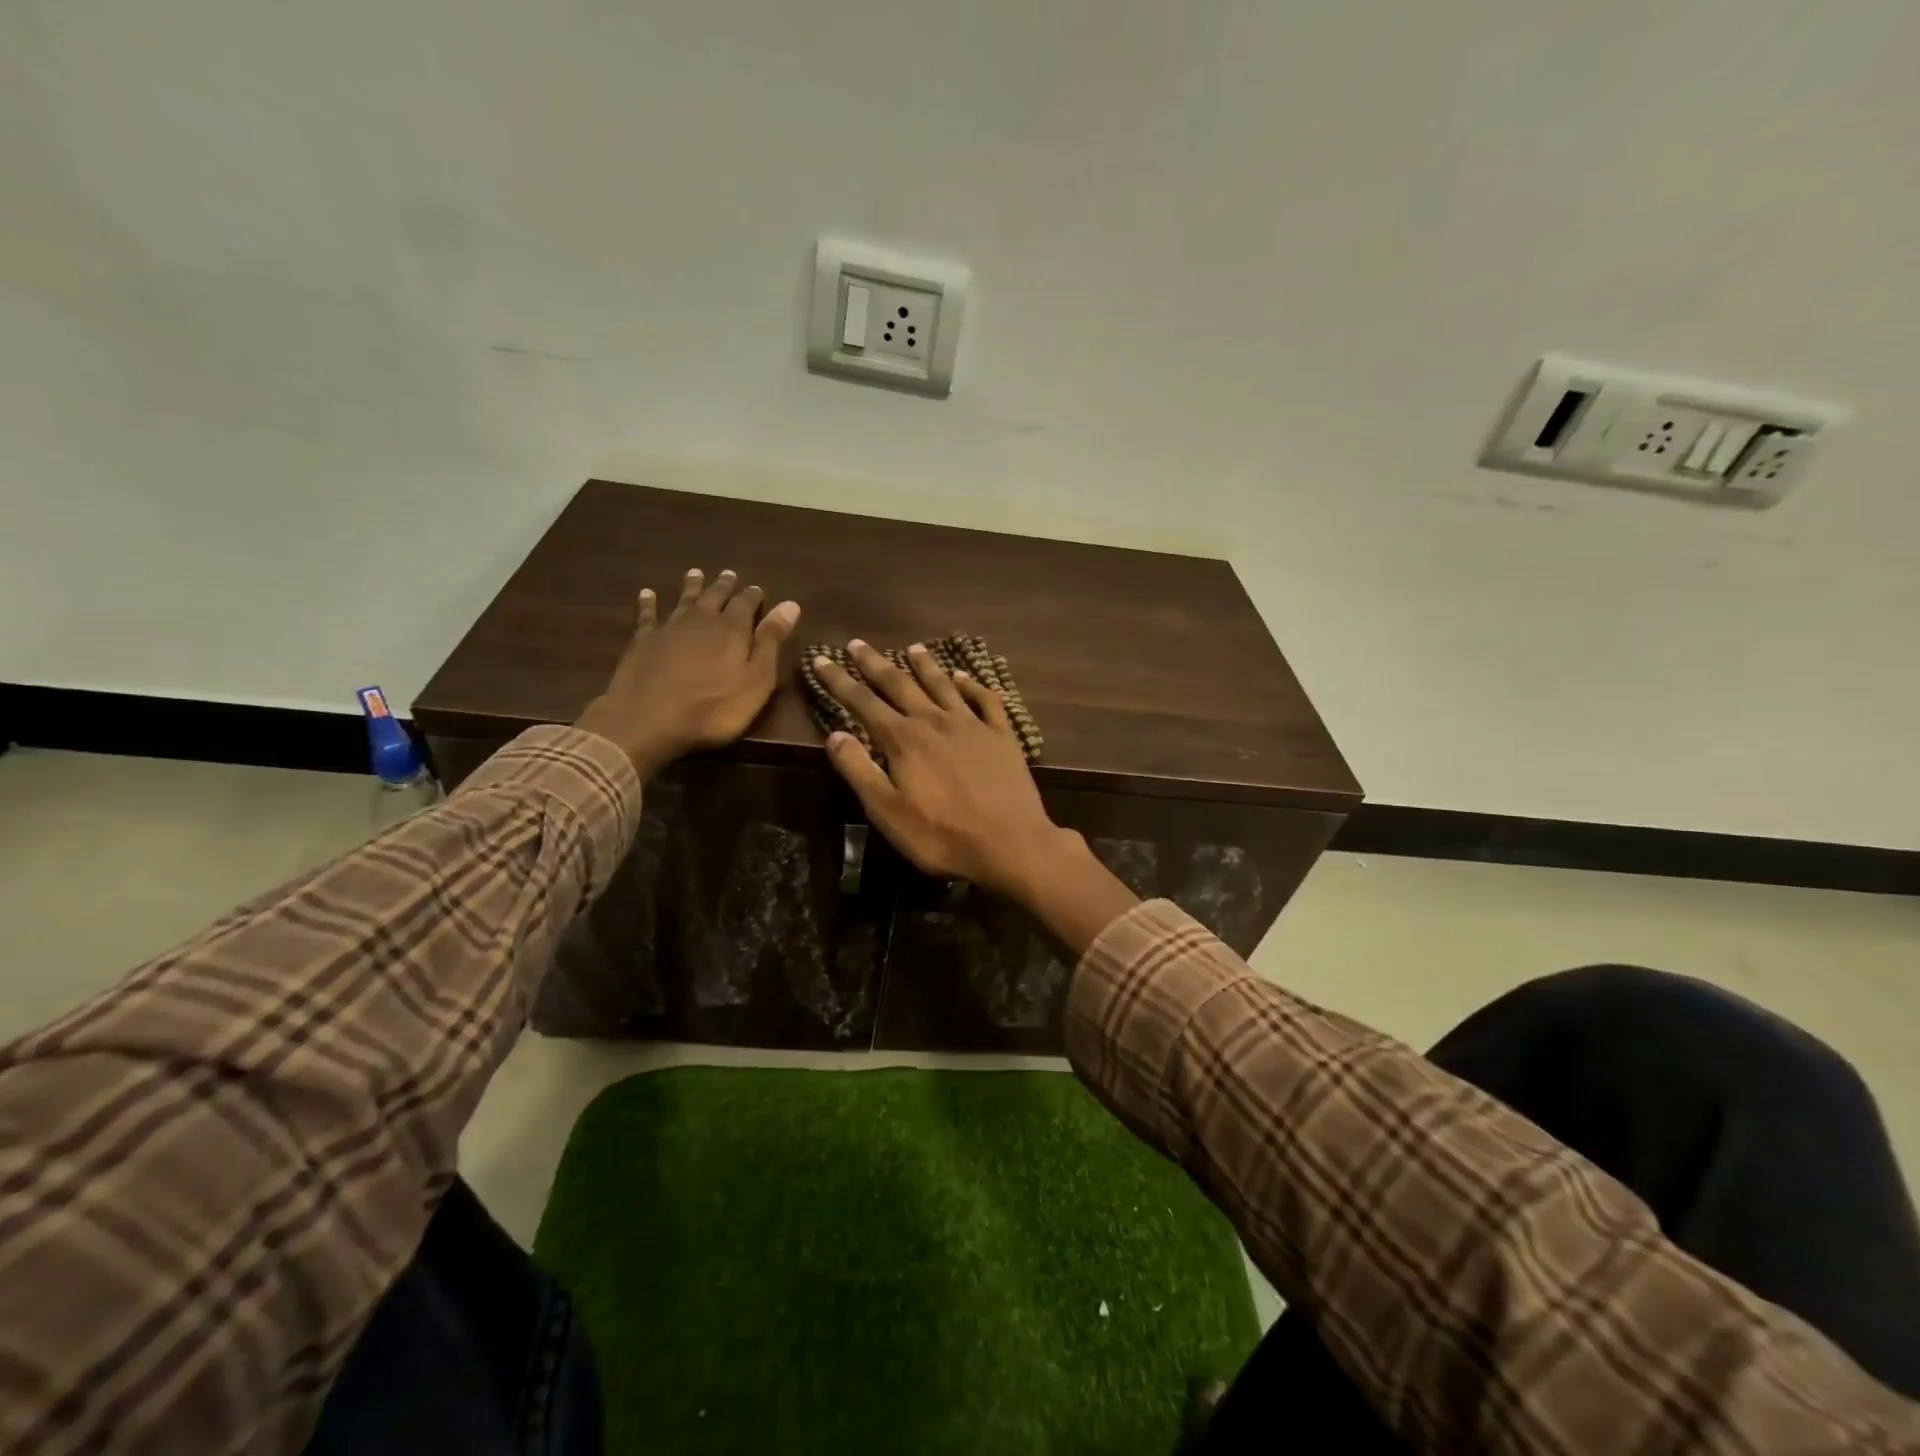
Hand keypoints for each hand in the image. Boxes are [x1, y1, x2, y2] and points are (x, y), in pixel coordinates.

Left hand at [576, 568, 798, 777]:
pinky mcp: (643, 640)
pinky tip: (647, 594)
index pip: (746, 603)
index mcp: (733, 629)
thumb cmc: (714, 707)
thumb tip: (791, 605)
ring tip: (695, 573)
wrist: (649, 718)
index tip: (757, 588)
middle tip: (729, 574)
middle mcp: (702, 619)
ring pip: (684, 599)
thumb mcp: (756, 680)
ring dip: (692, 586)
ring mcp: (669, 627)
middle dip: (724, 585)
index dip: (752, 595)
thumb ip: (771, 641)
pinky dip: (648, 603)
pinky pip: (647, 615)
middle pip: (715, 596)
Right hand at [811, 641, 1072, 899]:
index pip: (863, 702)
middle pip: (900, 684)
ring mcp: (972, 725)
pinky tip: (964, 677)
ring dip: (925, 665)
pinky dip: (972, 685)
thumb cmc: (941, 835)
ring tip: (913, 647)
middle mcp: (935, 721)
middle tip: (858, 643)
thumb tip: (834, 734)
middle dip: (875, 663)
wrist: (1009, 843)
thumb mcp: (887, 811)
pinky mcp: (1001, 736)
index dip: (839, 681)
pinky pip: (985, 700)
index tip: (821, 659)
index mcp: (903, 739)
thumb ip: (859, 770)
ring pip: (943, 685)